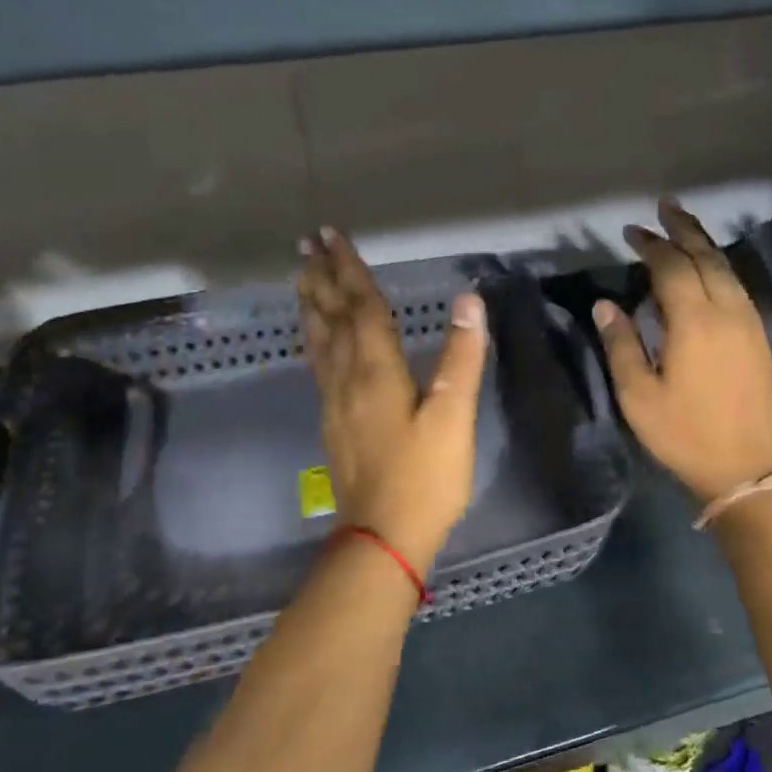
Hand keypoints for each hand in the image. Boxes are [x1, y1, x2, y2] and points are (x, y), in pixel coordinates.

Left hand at [297, 226, 487, 572]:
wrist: (384, 536)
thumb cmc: (426, 478)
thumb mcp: (454, 418)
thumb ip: (461, 358)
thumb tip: (469, 301)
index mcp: (376, 371)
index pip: (361, 307)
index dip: (350, 269)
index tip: (331, 235)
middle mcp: (347, 378)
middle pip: (332, 317)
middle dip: (322, 277)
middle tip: (307, 243)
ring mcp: (334, 402)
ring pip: (318, 340)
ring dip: (311, 304)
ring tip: (302, 277)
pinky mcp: (333, 422)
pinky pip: (318, 364)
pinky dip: (314, 338)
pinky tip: (316, 339)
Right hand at [592, 199, 771, 504]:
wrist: (745, 467)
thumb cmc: (684, 434)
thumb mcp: (639, 396)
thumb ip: (621, 345)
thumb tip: (605, 304)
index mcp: (695, 321)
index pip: (672, 267)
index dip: (651, 244)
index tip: (630, 231)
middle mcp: (727, 311)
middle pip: (706, 257)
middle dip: (683, 229)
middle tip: (664, 207)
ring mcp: (749, 323)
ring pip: (727, 269)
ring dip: (705, 244)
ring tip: (685, 227)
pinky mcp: (759, 337)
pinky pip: (738, 287)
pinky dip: (719, 268)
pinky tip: (708, 270)